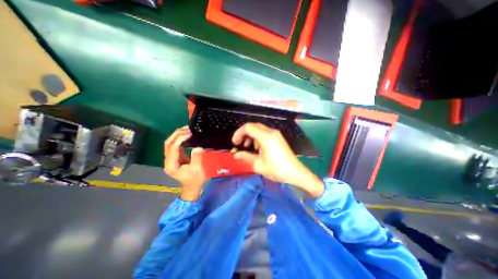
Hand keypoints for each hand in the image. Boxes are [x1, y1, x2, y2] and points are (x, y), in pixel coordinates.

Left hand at [164, 126, 205, 200]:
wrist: (193, 187)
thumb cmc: (195, 180)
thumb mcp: (198, 169)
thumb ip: (196, 158)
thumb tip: (198, 147)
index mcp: (171, 165)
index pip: (173, 148)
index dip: (180, 139)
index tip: (190, 133)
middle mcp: (168, 161)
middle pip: (168, 144)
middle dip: (177, 134)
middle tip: (188, 128)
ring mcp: (171, 159)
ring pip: (170, 143)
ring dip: (177, 135)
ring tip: (187, 129)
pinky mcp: (175, 157)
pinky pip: (175, 145)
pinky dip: (180, 139)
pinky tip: (186, 135)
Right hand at [233, 122, 324, 197]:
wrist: (295, 173)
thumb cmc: (276, 169)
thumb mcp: (258, 165)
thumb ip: (246, 157)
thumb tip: (236, 155)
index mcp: (265, 137)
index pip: (248, 127)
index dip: (238, 133)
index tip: (235, 143)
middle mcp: (271, 132)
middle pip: (253, 126)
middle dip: (244, 133)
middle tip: (239, 144)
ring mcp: (276, 134)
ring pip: (259, 129)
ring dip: (251, 135)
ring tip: (248, 146)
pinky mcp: (278, 137)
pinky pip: (265, 132)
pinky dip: (258, 137)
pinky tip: (258, 147)